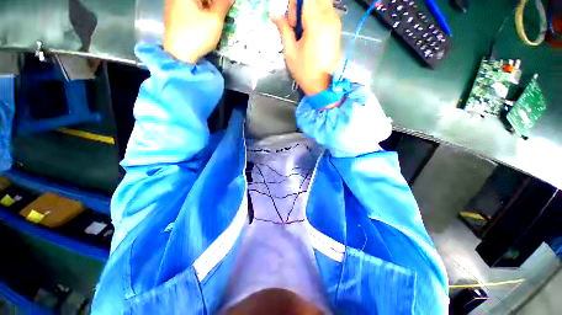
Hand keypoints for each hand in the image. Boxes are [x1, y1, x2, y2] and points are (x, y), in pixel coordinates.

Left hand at [164, 0, 232, 63]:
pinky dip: (200, 13)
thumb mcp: (214, 20)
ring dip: (208, 9)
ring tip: (216, 19)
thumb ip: (223, 5)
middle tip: (223, 14)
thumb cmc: (197, 35)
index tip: (227, 8)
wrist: (179, 54)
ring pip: (196, 4)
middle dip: (213, 4)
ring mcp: (173, 6)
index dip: (220, 2)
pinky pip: (190, 9)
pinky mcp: (174, 16)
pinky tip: (205, 23)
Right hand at [271, 0, 340, 95]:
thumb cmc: (305, 72)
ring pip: (322, 2)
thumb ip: (284, 29)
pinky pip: (327, 11)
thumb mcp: (290, 52)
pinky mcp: (337, 29)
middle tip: (296, 24)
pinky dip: (317, 15)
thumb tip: (274, 14)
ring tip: (303, 30)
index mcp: (317, 23)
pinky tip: (311, 32)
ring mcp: (336, 23)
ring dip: (310, 9)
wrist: (323, 86)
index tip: (291, 22)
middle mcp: (330, 17)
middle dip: (303, 5)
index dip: (294, 4)